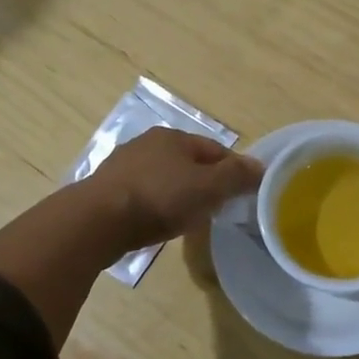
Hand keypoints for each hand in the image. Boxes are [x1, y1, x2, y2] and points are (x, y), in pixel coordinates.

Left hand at [80, 128, 264, 255]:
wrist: (97, 221)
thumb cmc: (159, 199)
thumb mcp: (207, 187)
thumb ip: (235, 176)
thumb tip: (260, 166)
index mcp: (174, 137)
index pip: (215, 149)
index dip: (233, 170)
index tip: (243, 193)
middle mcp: (147, 143)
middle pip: (188, 162)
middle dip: (205, 182)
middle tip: (218, 208)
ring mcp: (124, 165)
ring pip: (164, 177)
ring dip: (179, 194)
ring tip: (188, 218)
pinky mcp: (108, 189)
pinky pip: (143, 193)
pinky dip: (156, 204)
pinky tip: (158, 222)